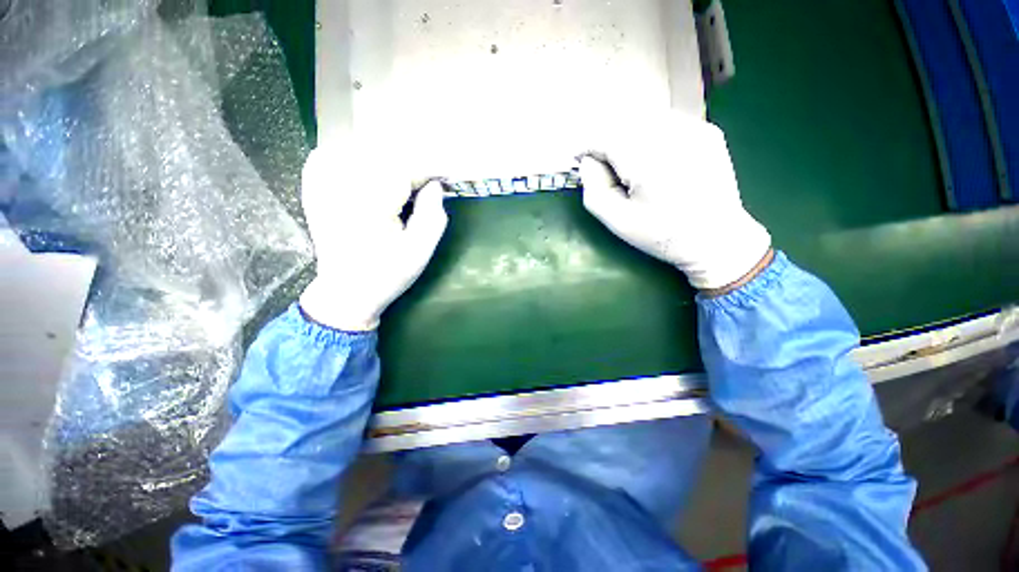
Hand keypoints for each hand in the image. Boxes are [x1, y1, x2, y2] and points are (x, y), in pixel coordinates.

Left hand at [298, 141, 447, 330]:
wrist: (346, 292)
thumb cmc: (387, 275)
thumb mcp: (420, 252)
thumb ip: (433, 216)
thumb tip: (435, 185)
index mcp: (370, 202)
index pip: (405, 169)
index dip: (429, 172)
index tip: (445, 178)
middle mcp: (341, 185)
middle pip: (383, 156)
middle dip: (409, 168)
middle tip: (425, 186)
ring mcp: (321, 185)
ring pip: (357, 152)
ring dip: (384, 163)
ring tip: (401, 184)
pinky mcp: (313, 189)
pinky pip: (328, 157)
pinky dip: (350, 158)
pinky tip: (366, 174)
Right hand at [578, 114, 770, 290]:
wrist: (717, 239)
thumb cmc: (662, 235)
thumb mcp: (617, 221)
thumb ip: (594, 189)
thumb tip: (587, 161)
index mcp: (648, 160)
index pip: (605, 136)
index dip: (588, 146)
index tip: (581, 160)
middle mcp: (673, 135)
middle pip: (624, 124)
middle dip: (608, 143)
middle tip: (608, 170)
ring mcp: (695, 129)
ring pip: (645, 120)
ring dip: (629, 138)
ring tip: (632, 168)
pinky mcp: (708, 131)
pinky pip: (667, 124)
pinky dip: (651, 137)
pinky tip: (657, 162)